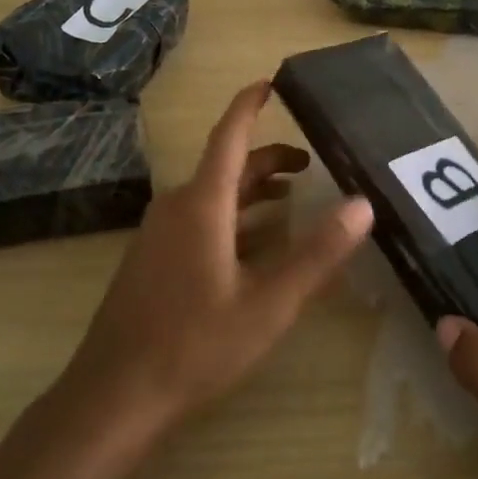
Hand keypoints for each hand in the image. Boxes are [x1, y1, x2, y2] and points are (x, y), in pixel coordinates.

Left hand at [58, 81, 373, 435]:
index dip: (249, 105)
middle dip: (267, 159)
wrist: (115, 395)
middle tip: (310, 165)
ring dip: (252, 191)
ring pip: (212, 195)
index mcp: (202, 204)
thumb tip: (362, 204)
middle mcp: (177, 206)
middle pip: (226, 167)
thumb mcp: (269, 303)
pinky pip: (198, 220)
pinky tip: (253, 245)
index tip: (271, 83)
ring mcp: (159, 234)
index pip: (229, 136)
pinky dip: (233, 217)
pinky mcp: (153, 259)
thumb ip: (317, 253)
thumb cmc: (195, 344)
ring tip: (291, 199)